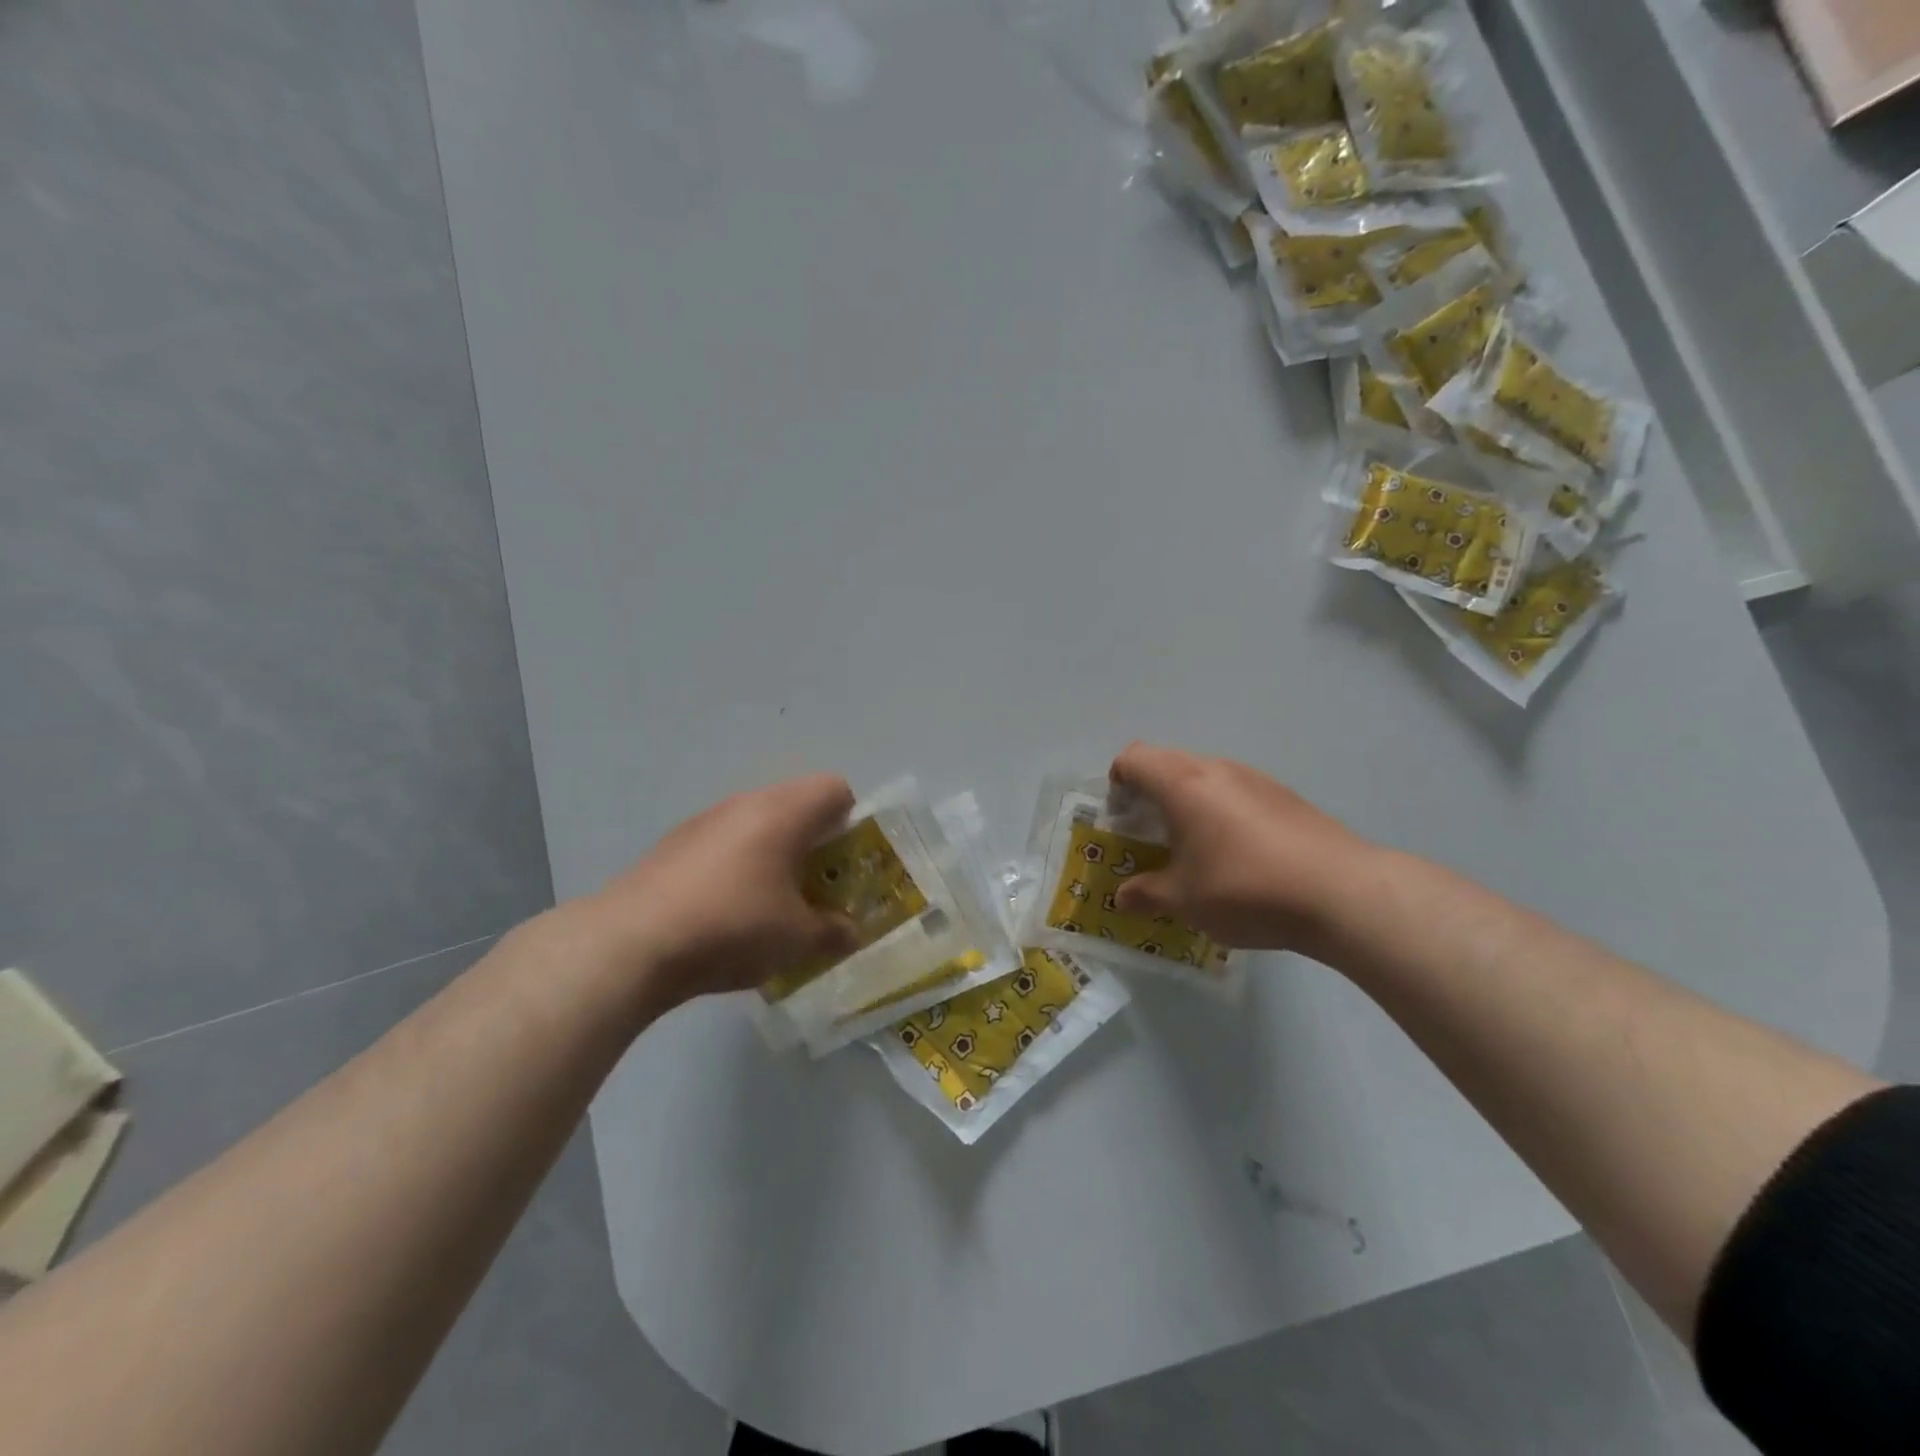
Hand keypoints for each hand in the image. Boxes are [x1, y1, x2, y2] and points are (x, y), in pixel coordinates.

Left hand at [582, 774, 861, 1007]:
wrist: (630, 944)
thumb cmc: (732, 927)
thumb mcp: (797, 939)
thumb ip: (833, 932)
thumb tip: (850, 932)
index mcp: (783, 813)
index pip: (835, 789)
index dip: (852, 820)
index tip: (847, 862)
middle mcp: (744, 804)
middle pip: (795, 805)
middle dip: (814, 843)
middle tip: (816, 887)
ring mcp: (703, 822)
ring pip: (756, 824)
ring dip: (774, 855)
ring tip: (771, 904)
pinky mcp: (672, 846)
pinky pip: (723, 844)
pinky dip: (737, 867)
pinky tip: (725, 913)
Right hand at [1108, 743, 1376, 952]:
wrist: (1342, 893)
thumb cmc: (1245, 889)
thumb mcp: (1184, 901)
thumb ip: (1145, 894)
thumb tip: (1122, 897)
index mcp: (1182, 783)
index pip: (1133, 758)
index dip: (1117, 782)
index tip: (1121, 818)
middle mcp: (1216, 769)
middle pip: (1167, 762)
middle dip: (1149, 793)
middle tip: (1150, 835)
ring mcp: (1255, 778)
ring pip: (1204, 776)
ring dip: (1187, 802)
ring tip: (1193, 848)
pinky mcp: (1285, 796)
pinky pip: (1236, 791)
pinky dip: (1221, 811)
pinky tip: (1237, 855)